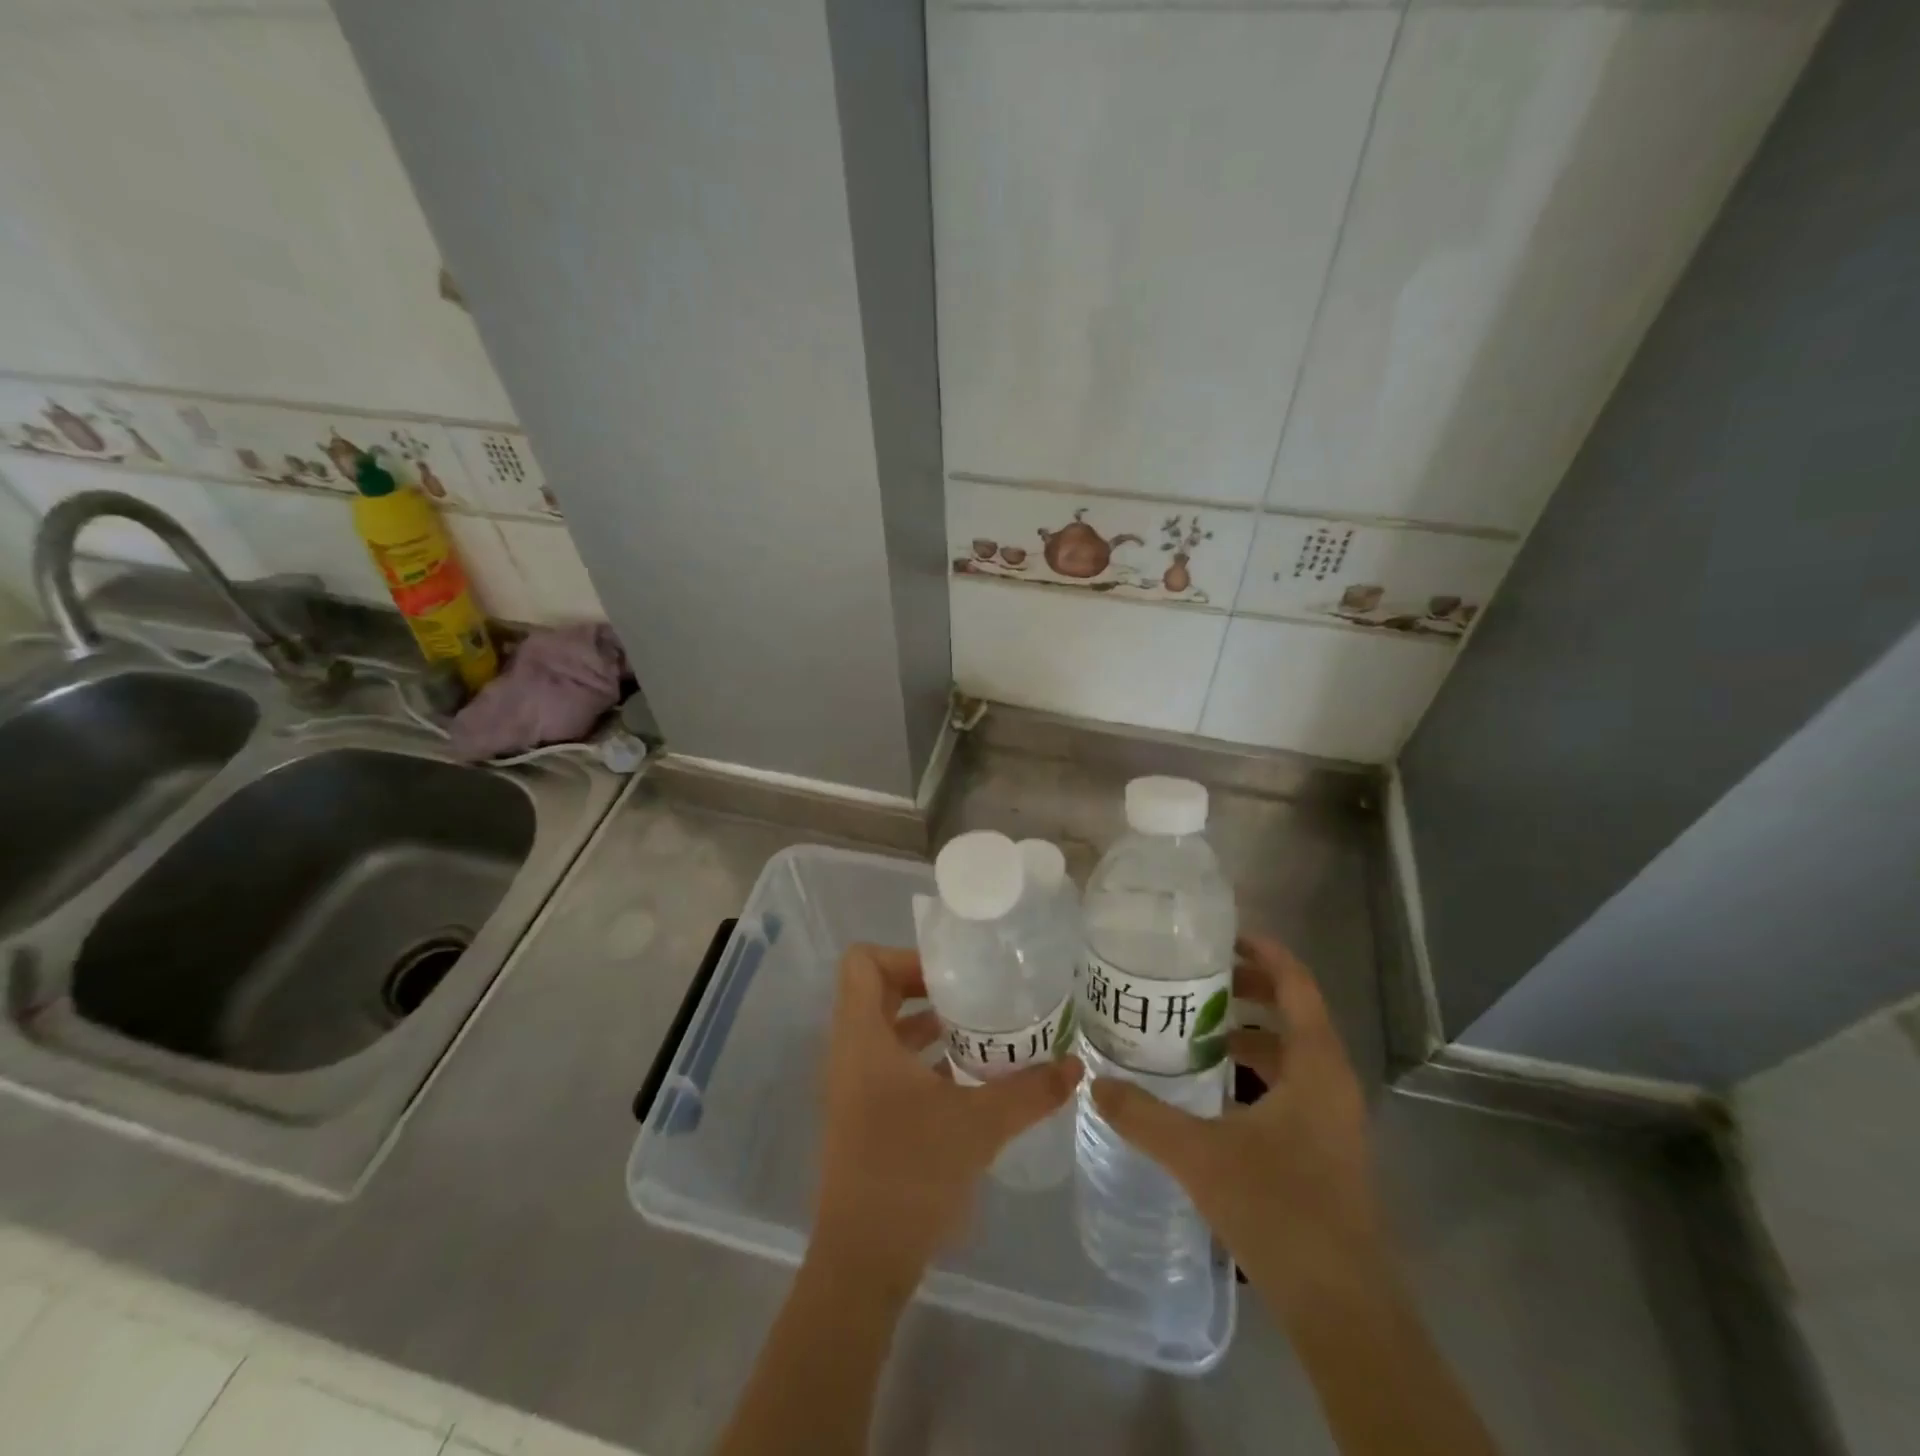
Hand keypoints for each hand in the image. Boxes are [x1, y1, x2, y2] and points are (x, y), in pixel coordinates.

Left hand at [813, 944, 1082, 1290]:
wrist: (864, 1261)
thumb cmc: (910, 1173)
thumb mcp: (979, 1125)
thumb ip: (1029, 1091)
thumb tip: (1076, 1065)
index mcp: (861, 1038)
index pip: (862, 962)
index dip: (904, 956)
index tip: (953, 975)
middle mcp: (850, 1053)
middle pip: (877, 991)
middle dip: (927, 987)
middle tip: (976, 995)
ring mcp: (854, 1087)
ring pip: (886, 1031)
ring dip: (930, 1025)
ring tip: (983, 1030)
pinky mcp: (865, 1116)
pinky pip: (891, 1065)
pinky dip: (925, 1059)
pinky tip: (970, 1078)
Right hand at [1089, 935, 1381, 1303]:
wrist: (1342, 1307)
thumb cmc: (1279, 1210)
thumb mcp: (1200, 1154)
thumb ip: (1143, 1115)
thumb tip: (1094, 1083)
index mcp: (1316, 1065)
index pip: (1297, 985)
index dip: (1265, 952)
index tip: (1221, 935)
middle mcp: (1332, 1081)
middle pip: (1295, 1012)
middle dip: (1248, 988)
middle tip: (1194, 976)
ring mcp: (1333, 1117)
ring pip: (1292, 1052)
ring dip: (1250, 1032)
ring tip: (1195, 1025)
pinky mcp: (1325, 1147)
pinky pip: (1290, 1085)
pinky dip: (1255, 1070)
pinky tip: (1213, 1087)